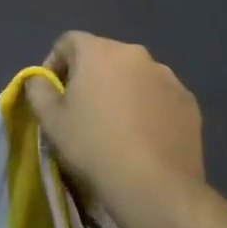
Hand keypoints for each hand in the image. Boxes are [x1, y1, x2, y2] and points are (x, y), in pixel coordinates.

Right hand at [24, 33, 204, 209]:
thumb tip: (40, 79)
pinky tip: (142, 137)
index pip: (68, 41)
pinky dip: (147, 107)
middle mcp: (136, 54)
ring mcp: (168, 77)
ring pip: (134, 76)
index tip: (52, 93)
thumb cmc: (93, 145)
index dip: (54, 63)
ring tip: (115, 125)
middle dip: (90, 76)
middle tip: (81, 110)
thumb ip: (37, 88)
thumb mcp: (50, 118)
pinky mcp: (189, 103)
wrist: (155, 186)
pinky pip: (158, 96)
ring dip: (120, 90)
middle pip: (103, 56)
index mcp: (99, 51)